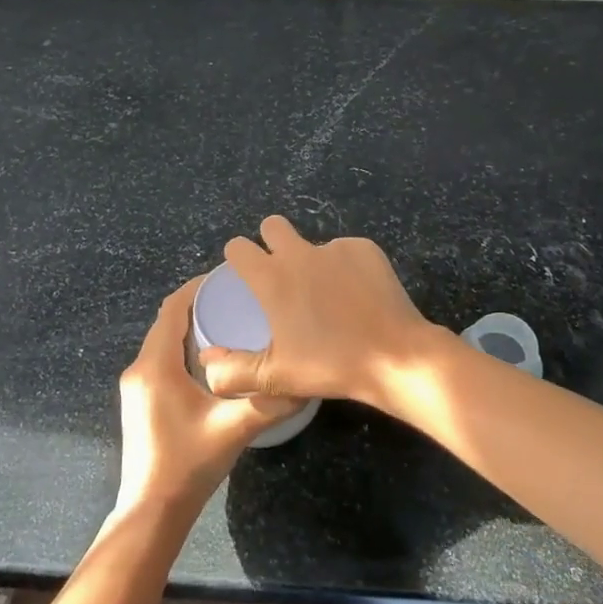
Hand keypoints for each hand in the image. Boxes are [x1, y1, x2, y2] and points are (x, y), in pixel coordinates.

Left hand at [115, 275, 302, 517]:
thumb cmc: (188, 464)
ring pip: (163, 343)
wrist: (151, 512)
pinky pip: (161, 360)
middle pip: (167, 323)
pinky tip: (211, 360)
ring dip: (190, 329)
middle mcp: (139, 369)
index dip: (196, 288)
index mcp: (155, 366)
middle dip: (198, 306)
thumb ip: (270, 402)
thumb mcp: (234, 428)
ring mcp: (136, 387)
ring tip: (229, 323)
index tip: (227, 277)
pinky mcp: (140, 402)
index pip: (172, 310)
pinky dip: (182, 349)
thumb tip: (305, 381)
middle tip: (237, 299)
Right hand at [201, 216, 448, 410]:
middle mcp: (299, 253)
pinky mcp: (365, 249)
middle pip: (272, 226)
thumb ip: (234, 371)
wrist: (395, 356)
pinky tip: (357, 295)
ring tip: (327, 297)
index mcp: (272, 278)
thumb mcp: (277, 377)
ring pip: (312, 242)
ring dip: (311, 260)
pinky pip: (345, 251)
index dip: (237, 258)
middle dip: (271, 242)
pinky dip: (345, 267)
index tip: (245, 277)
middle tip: (282, 276)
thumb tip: (207, 363)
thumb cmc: (331, 365)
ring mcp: (335, 247)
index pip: (237, 247)